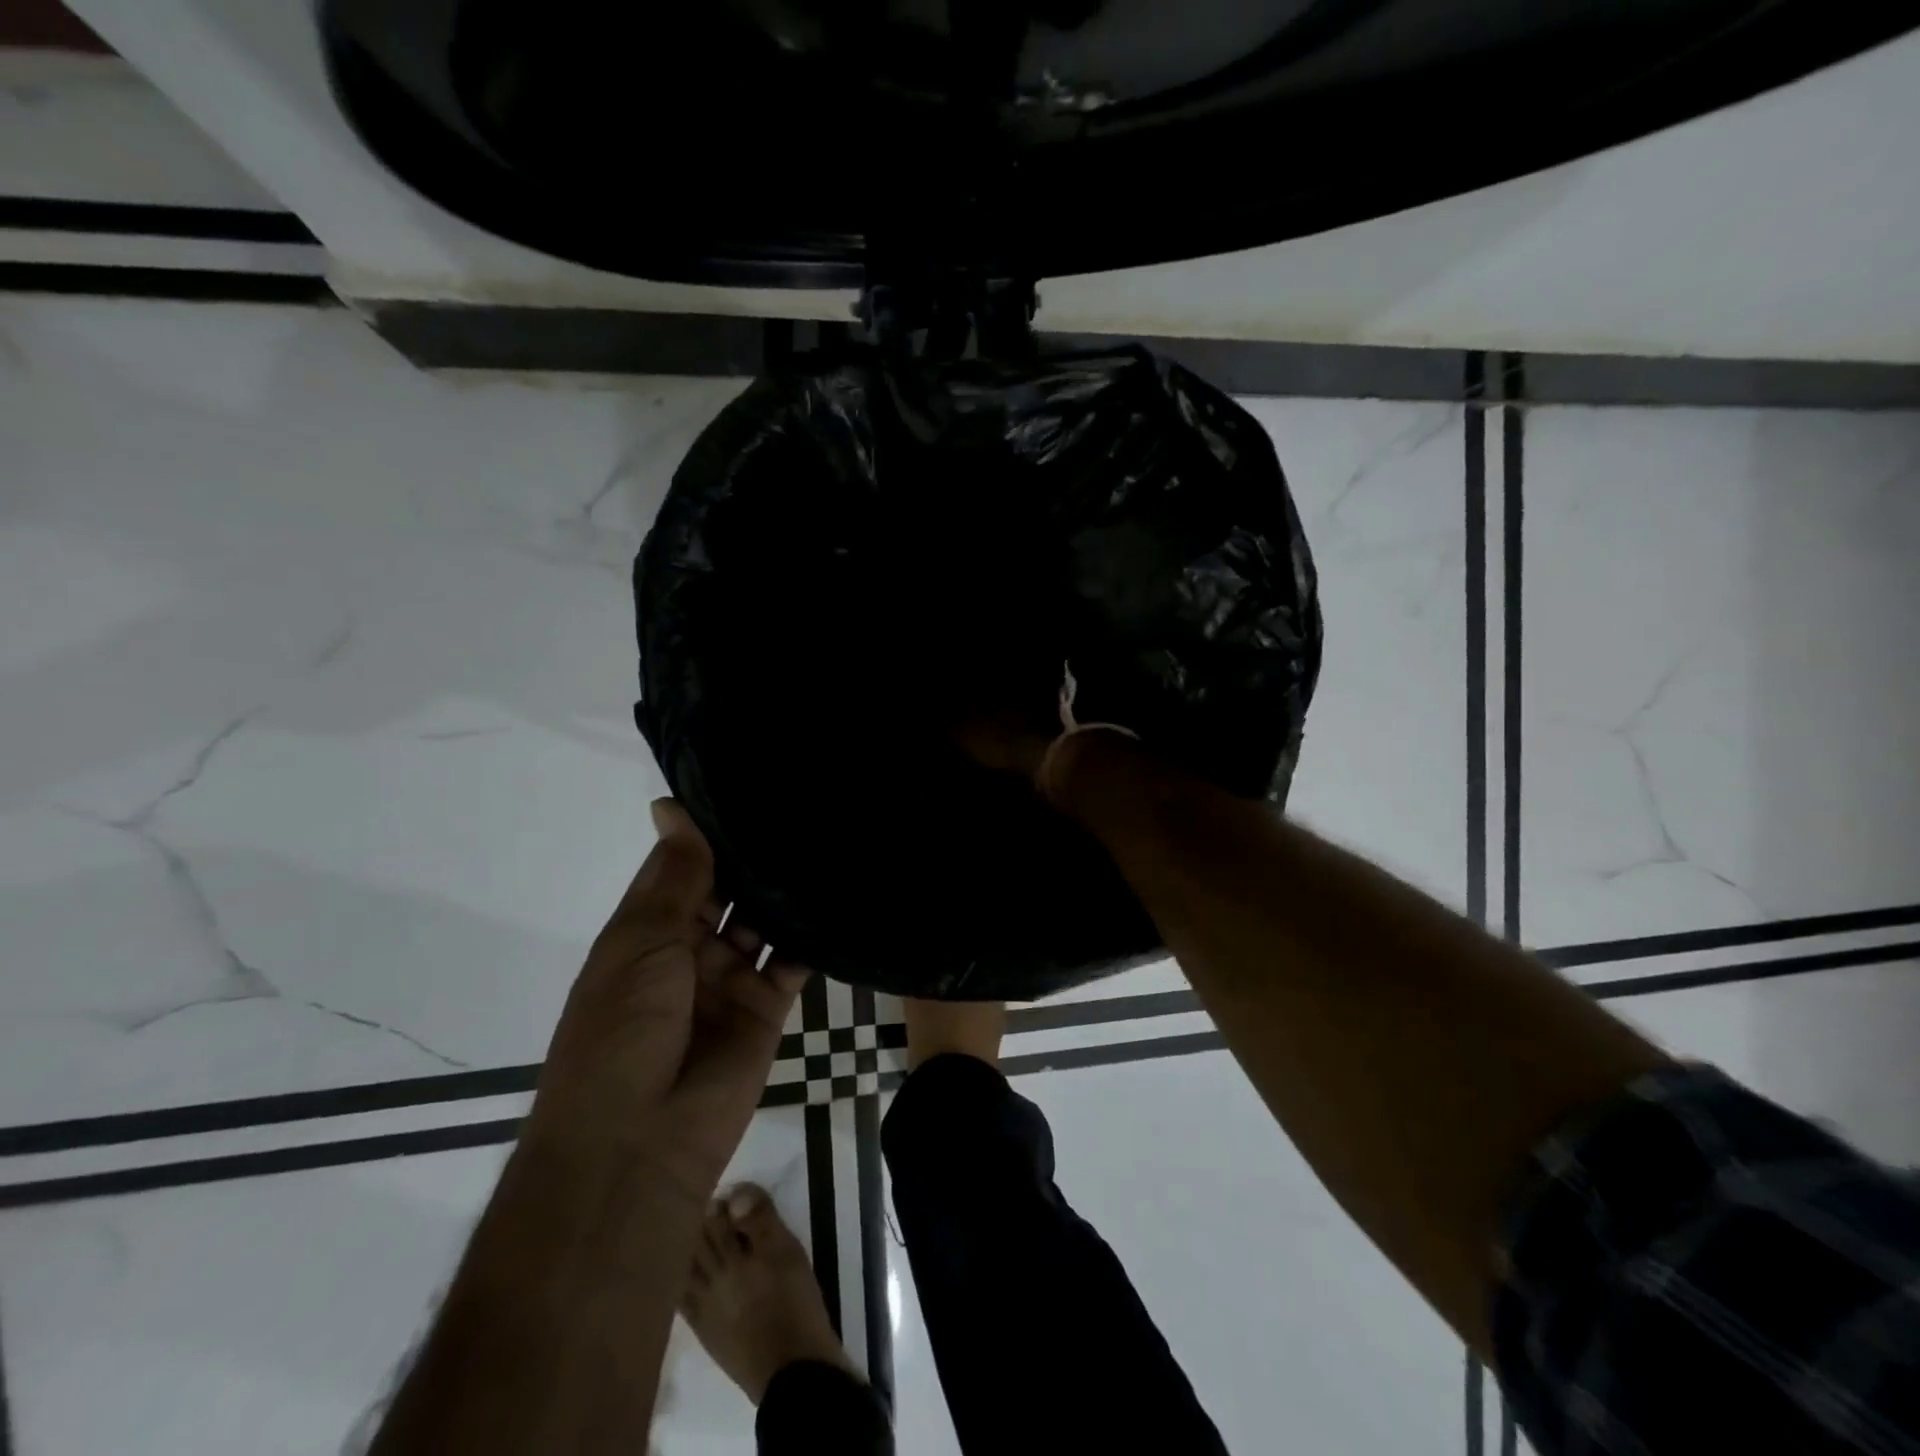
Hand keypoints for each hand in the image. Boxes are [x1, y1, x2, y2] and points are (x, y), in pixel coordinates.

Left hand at [523, 800, 807, 1204]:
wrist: (639, 1143)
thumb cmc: (620, 1032)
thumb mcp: (639, 944)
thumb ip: (672, 878)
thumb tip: (671, 806)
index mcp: (646, 931)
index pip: (682, 867)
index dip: (707, 832)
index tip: (746, 786)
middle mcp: (689, 949)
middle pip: (727, 891)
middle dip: (753, 858)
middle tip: (801, 807)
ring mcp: (730, 977)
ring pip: (764, 920)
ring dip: (785, 891)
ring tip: (826, 840)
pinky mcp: (768, 1005)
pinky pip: (793, 960)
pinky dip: (811, 934)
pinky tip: (837, 897)